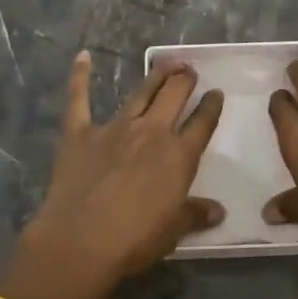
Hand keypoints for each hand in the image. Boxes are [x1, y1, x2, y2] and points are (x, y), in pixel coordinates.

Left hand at [0, 53, 224, 298]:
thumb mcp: (173, 231)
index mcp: (178, 155)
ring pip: (140, 93)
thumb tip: (218, 211)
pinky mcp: (80, 133)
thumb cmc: (134, 240)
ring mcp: (114, 128)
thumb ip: (195, 215)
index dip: (211, 106)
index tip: (216, 93)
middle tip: (189, 70)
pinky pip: (79, 100)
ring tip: (166, 63)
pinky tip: (83, 56)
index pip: (202, 123)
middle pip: (174, 96)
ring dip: (155, 76)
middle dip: (184, 79)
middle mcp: (151, 132)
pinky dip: (80, 77)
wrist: (80, 242)